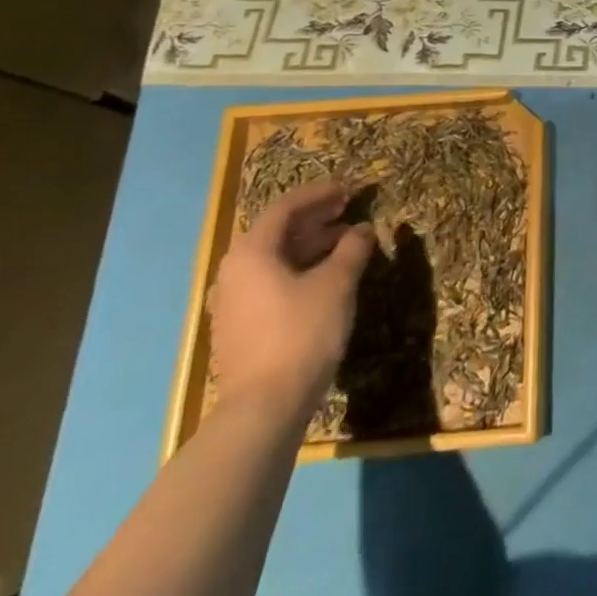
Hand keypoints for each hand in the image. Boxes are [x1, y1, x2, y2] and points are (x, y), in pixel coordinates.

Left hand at [209, 180, 374, 419]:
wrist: (265, 406)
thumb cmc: (302, 333)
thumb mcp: (337, 284)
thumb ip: (352, 249)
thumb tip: (363, 230)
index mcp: (251, 253)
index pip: (285, 208)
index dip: (319, 194)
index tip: (348, 189)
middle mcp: (234, 272)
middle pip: (276, 232)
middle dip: (315, 218)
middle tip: (348, 210)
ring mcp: (233, 301)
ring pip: (274, 258)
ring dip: (310, 244)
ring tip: (346, 242)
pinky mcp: (240, 326)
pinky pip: (271, 281)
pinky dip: (299, 268)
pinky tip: (326, 276)